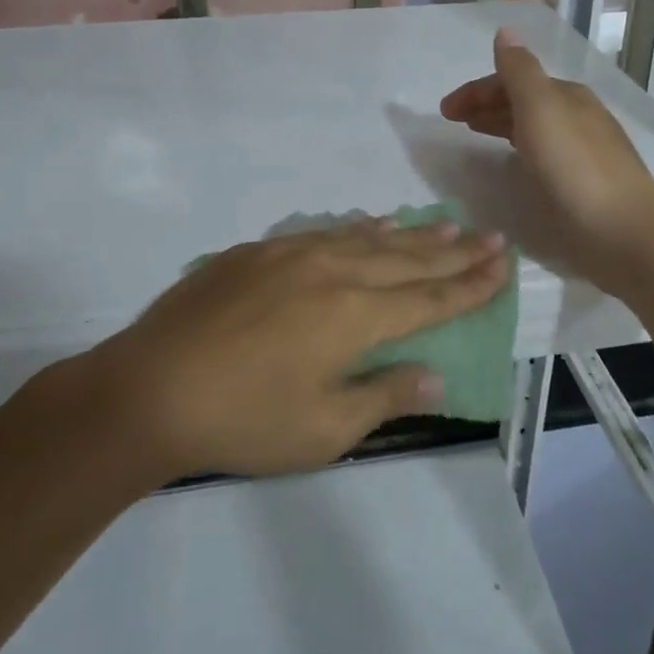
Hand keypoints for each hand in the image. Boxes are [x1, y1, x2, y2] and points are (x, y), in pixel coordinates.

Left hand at [101, 219, 508, 478]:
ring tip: (446, 225)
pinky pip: (324, 232)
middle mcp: (332, 272)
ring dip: (411, 234)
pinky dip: (357, 229)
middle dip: (454, 252)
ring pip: (367, 238)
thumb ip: (385, 395)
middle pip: (407, 259)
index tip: (504, 265)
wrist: (150, 388)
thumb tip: (436, 375)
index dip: (471, 285)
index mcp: (354, 316)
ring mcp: (292, 255)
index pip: (429, 297)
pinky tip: (371, 224)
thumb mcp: (323, 428)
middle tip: (491, 237)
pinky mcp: (258, 252)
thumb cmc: (243, 421)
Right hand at [440, 29, 653, 291]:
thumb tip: (506, 31)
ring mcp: (583, 150)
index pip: (514, 79)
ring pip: (533, 127)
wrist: (623, 232)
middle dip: (486, 104)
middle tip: (453, 121)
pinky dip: (518, 148)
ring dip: (501, 124)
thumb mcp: (541, 110)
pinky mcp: (583, 182)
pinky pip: (541, 153)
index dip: (477, 90)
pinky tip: (512, 163)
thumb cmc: (575, 168)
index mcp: (567, 95)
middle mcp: (577, 116)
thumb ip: (520, 71)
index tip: (444, 111)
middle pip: (524, 100)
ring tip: (474, 135)